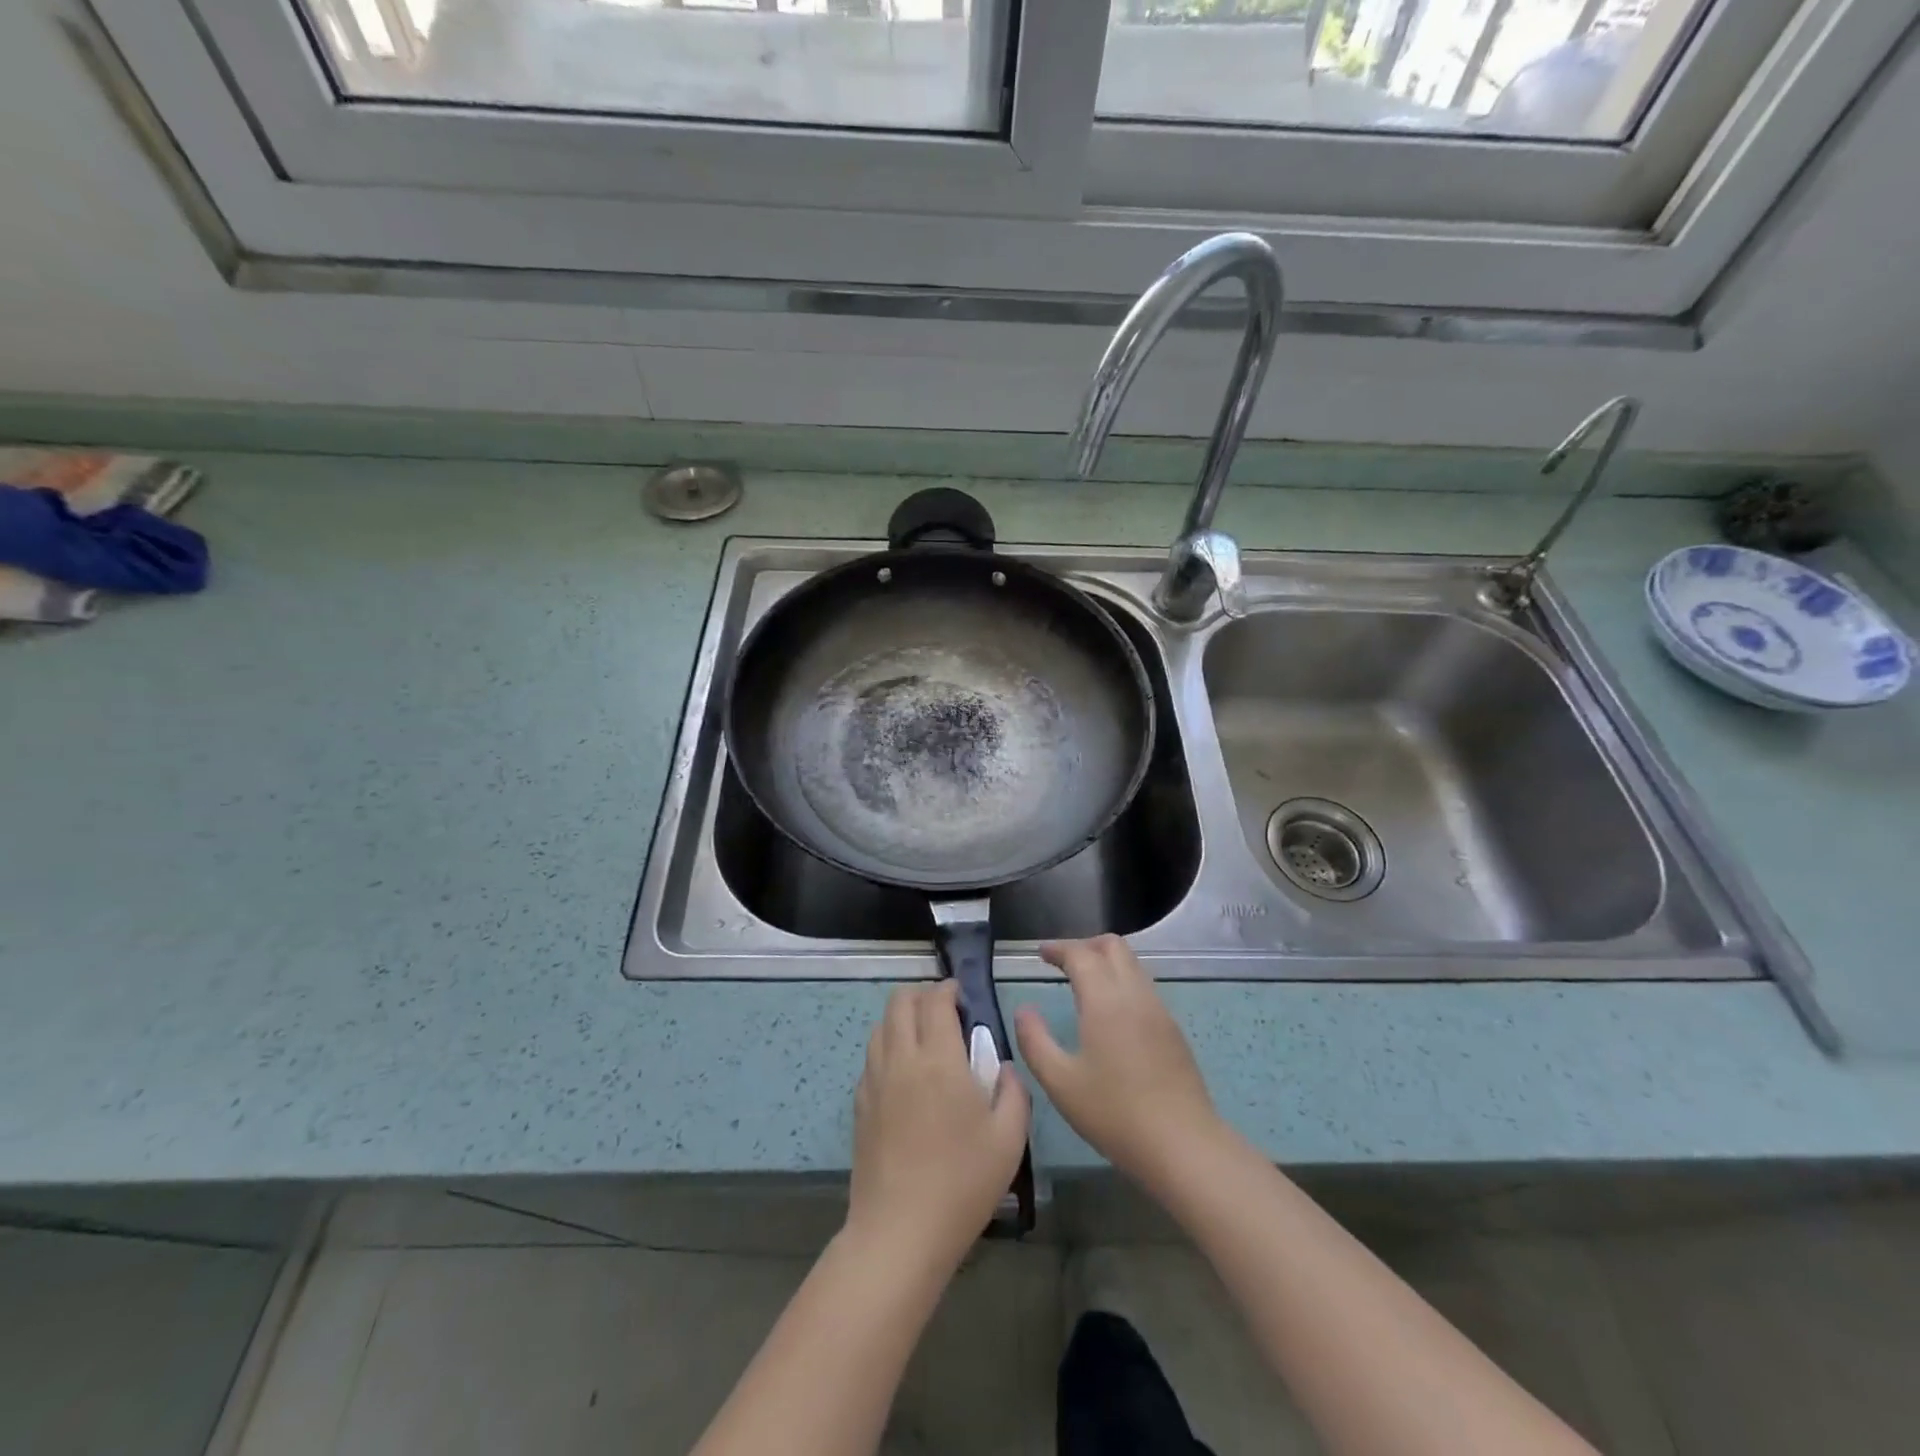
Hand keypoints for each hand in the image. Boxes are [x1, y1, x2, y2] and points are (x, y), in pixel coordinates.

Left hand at [845, 980, 1030, 1272]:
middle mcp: (901, 1059)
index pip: (935, 1001)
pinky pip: (871, 1058)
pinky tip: (905, 1076)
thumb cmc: (962, 1183)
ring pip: (880, 1026)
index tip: (961, 995)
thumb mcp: (1009, 1139)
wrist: (900, 1232)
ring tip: (924, 1040)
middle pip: (900, 1001)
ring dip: (901, 1019)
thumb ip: (1013, 1092)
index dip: (948, 988)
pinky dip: (888, 1048)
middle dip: (921, 995)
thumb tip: (1003, 1067)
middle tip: (944, 1011)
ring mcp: (875, 1081)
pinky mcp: (860, 1105)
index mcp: (939, 1059)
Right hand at [1014, 935, 1221, 1189]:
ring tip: (1082, 982)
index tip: (1040, 953)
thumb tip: (1024, 1010)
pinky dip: (1122, 981)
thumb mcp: (1060, 1083)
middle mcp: (1135, 994)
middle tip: (1061, 962)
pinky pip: (1144, 986)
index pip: (1081, 954)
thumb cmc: (1114, 1114)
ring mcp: (1159, 1010)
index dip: (1058, 948)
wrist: (1183, 1146)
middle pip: (1113, 946)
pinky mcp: (1173, 1030)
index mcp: (1105, 1000)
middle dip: (1085, 945)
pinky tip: (1109, 1011)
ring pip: (1133, 964)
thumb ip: (1035, 1041)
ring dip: (1106, 961)